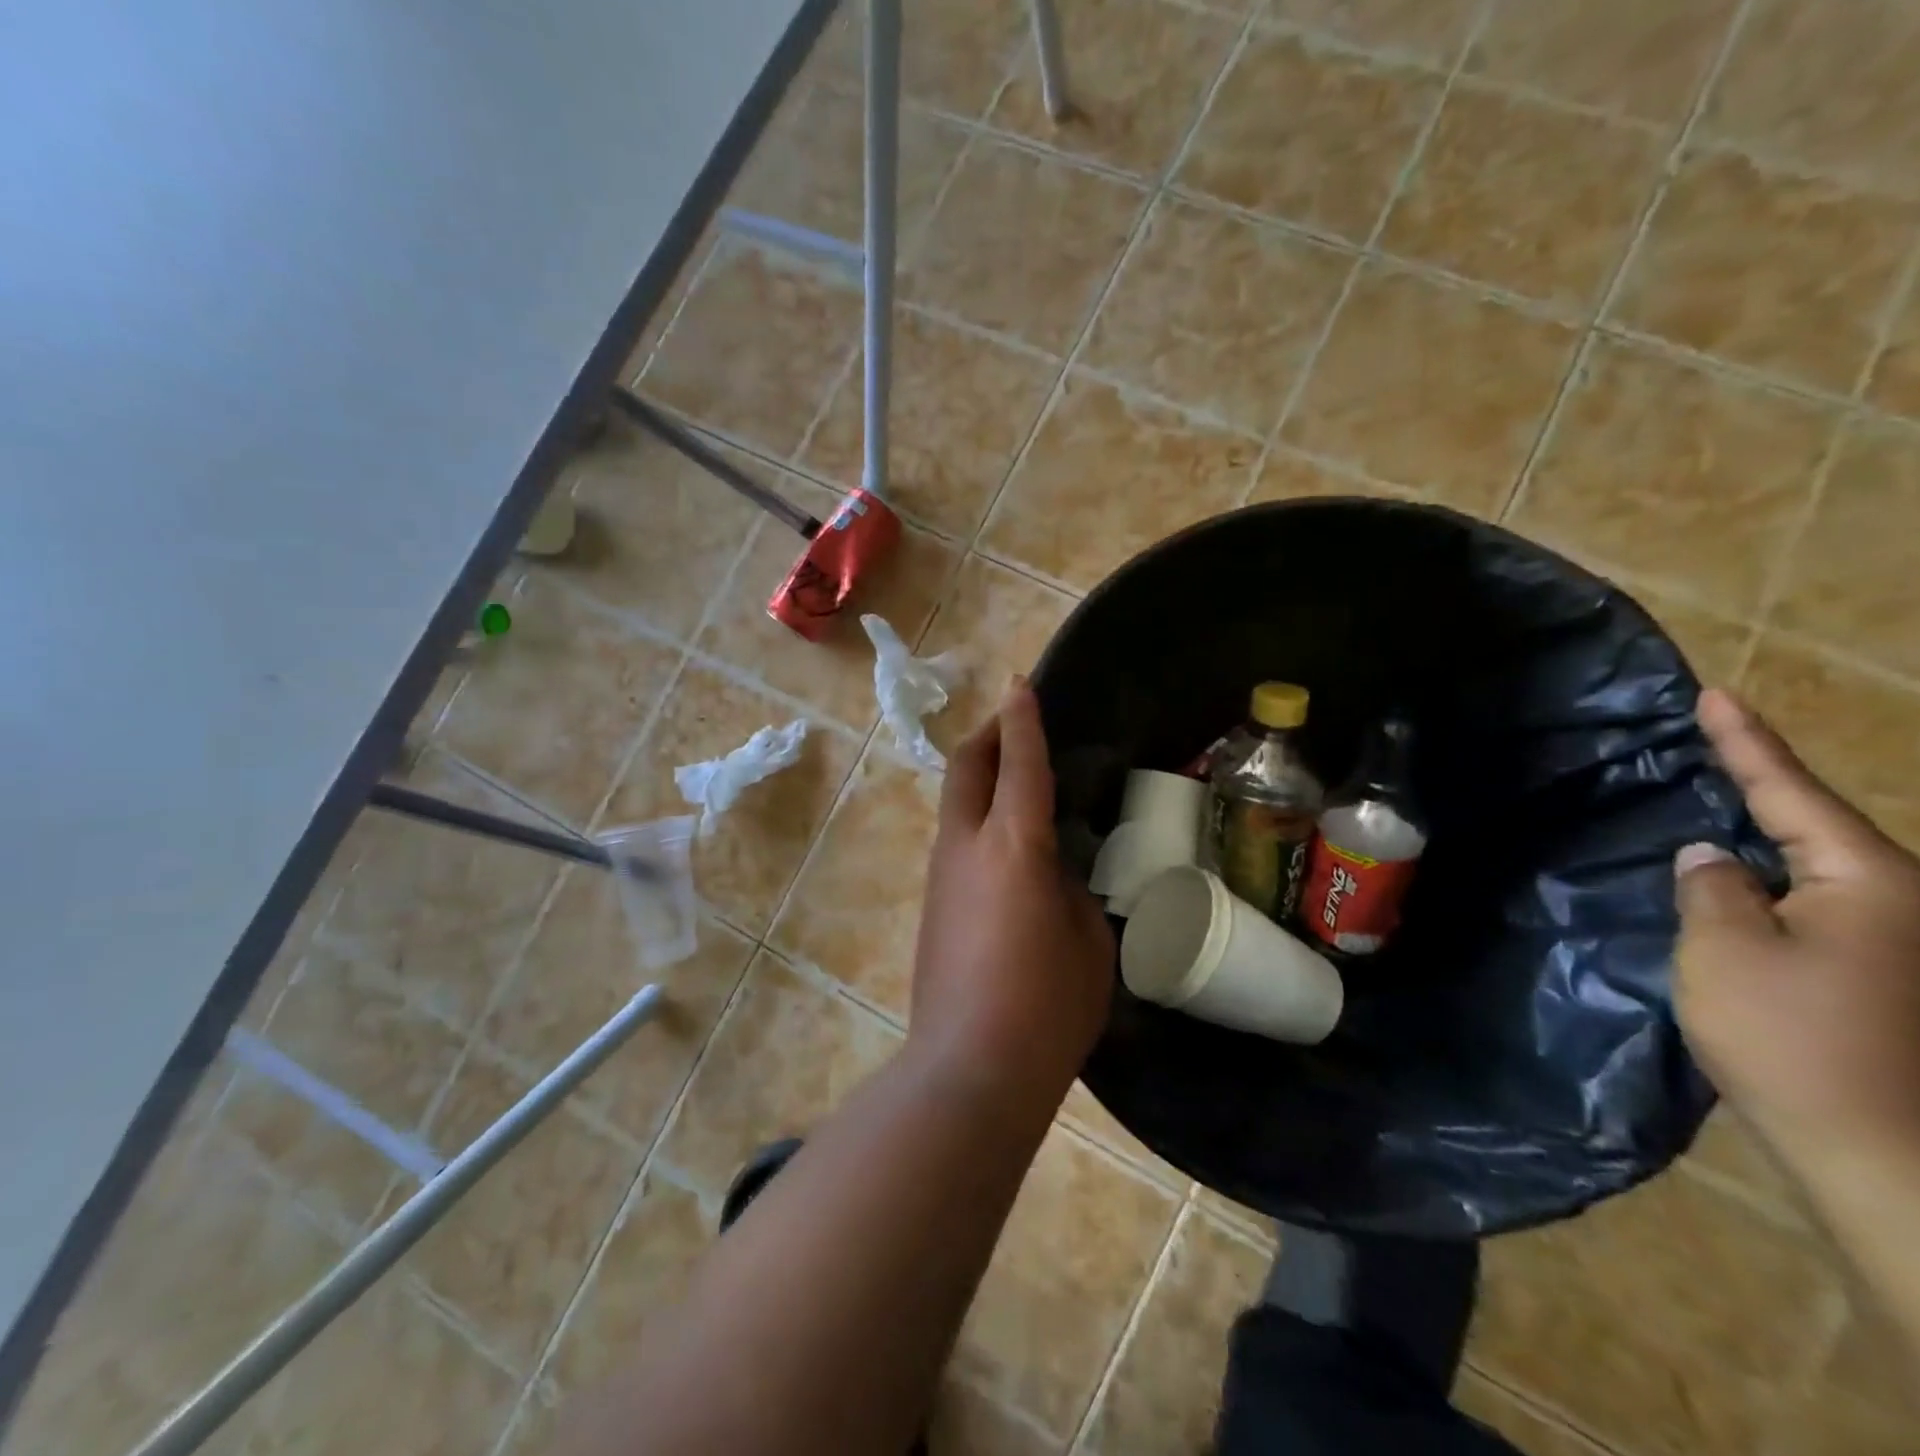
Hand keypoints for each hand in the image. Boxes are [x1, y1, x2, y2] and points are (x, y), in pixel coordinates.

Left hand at [909, 679, 1113, 1111]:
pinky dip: (977, 815)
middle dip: (988, 735)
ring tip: (1015, 777)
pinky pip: (955, 837)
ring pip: (955, 801)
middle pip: (965, 767)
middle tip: (1014, 722)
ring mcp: (941, 874)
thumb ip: (1070, 892)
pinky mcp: (932, 903)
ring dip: (980, 775)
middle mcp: (967, 847)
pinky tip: (1005, 840)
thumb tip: (1050, 874)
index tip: (1020, 684)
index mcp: (1013, 847)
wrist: (969, 1068)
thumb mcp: (1087, 943)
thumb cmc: (1046, 1007)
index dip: (1022, 720)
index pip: (1019, 765)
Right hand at [1674, 688, 1919, 1173]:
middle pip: (1814, 828)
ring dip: (1761, 843)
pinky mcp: (1879, 983)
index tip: (1715, 695)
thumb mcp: (1725, 950)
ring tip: (1710, 816)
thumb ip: (1709, 886)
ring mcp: (1895, 947)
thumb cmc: (1796, 1040)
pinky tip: (1735, 890)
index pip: (1790, 792)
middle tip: (1708, 751)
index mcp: (1868, 882)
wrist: (1886, 1162)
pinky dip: (1770, 890)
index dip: (1746, 742)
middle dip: (1759, 789)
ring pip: (1814, 872)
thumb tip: (1710, 856)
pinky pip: (1815, 911)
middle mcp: (1897, 904)